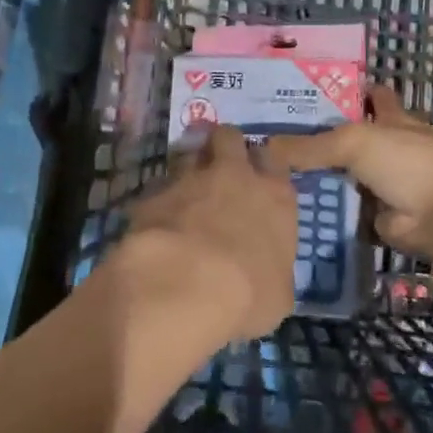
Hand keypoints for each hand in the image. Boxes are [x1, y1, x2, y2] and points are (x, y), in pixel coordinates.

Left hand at [115, 127, 297, 343]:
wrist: (185, 286)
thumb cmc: (248, 294)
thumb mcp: (279, 294)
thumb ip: (273, 268)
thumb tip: (265, 272)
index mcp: (275, 196)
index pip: (274, 158)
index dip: (263, 164)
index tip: (257, 176)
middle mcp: (235, 175)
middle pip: (229, 137)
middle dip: (224, 146)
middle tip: (219, 168)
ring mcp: (190, 179)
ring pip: (189, 154)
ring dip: (188, 170)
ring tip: (185, 196)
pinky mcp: (153, 194)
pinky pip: (158, 188)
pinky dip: (159, 201)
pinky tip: (156, 225)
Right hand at [265, 88, 432, 272]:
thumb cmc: (407, 163)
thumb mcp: (353, 142)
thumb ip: (309, 145)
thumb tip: (261, 148)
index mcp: (392, 118)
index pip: (370, 96)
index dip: (346, 91)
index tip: (310, 92)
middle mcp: (389, 147)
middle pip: (350, 137)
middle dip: (320, 137)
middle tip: (274, 139)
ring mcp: (385, 182)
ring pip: (344, 174)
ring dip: (319, 176)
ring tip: (272, 174)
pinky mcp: (378, 215)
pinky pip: (344, 209)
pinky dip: (325, 209)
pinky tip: (291, 207)